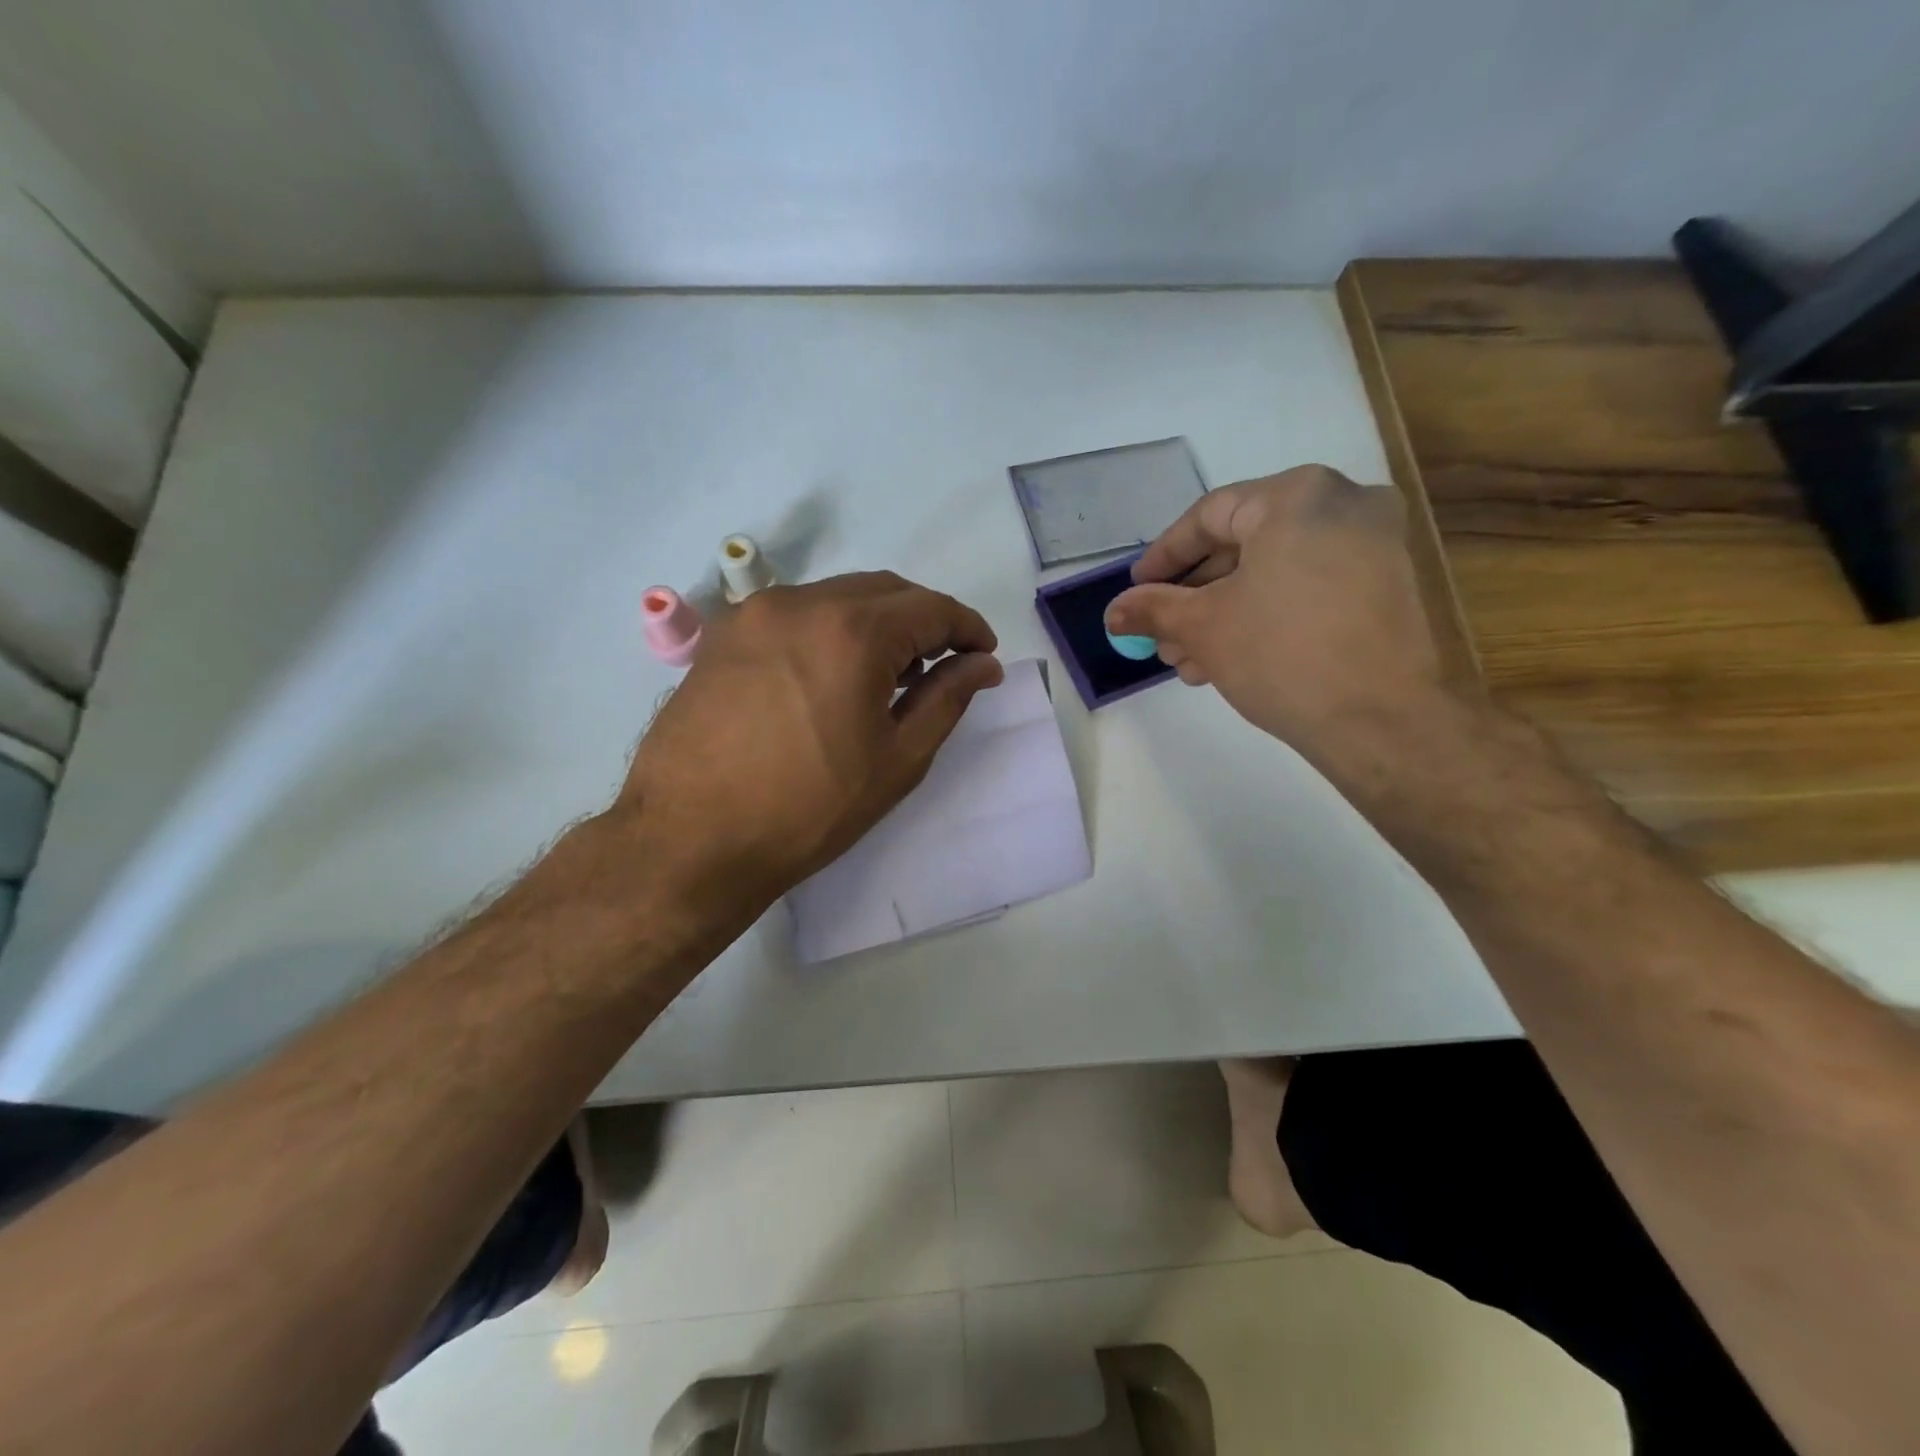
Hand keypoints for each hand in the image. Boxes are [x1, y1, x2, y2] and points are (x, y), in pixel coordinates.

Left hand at [616, 572, 1002, 919]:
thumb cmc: (807, 809)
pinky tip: (835, 673)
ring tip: (891, 673)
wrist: (690, 839)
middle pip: (885, 590)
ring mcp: (754, 613)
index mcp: (852, 631)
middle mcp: (802, 602)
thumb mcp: (896, 760)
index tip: (984, 655)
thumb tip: (983, 665)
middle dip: (925, 619)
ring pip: (838, 597)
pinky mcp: (723, 634)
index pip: (931, 607)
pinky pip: (797, 613)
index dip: (968, 628)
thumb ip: (947, 699)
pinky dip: (831, 629)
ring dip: (877, 622)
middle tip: (944, 664)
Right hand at [1104, 466, 1445, 780]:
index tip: (1135, 590)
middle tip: (1161, 637)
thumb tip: (1113, 611)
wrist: (1381, 720)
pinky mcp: (1388, 586)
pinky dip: (1265, 615)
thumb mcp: (1203, 627)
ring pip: (1274, 572)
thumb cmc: (1282, 654)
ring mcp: (1374, 544)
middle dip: (1193, 598)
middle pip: (1243, 545)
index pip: (1208, 516)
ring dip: (1223, 614)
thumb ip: (1152, 609)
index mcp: (1297, 496)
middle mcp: (1343, 503)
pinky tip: (1230, 659)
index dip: (1163, 557)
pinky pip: (1307, 588)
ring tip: (1187, 661)